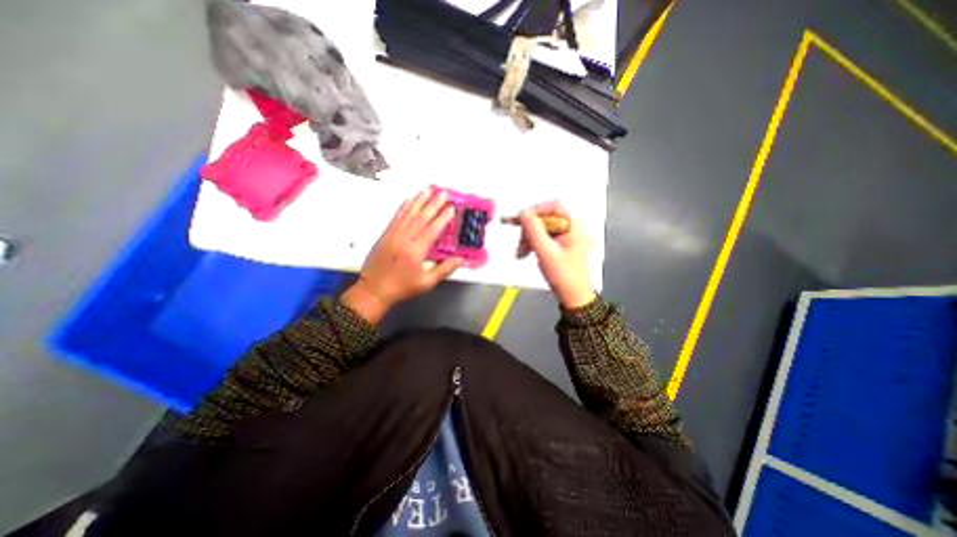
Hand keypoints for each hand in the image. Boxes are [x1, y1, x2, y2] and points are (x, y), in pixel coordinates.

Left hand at [342, 188, 465, 323]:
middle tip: (442, 193)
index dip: (442, 218)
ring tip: (428, 190)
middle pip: (421, 217)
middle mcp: (404, 239)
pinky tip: (409, 199)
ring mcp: (393, 234)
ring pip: (408, 213)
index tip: (451, 208)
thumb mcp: (426, 283)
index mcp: (416, 251)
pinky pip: (396, 216)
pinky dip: (404, 206)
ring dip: (419, 200)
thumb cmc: (402, 287)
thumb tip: (461, 259)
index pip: (432, 230)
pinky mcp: (385, 234)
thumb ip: (444, 269)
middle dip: (433, 204)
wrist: (373, 290)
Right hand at [520, 201, 595, 310]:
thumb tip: (523, 212)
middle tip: (520, 244)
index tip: (521, 221)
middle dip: (529, 230)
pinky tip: (526, 253)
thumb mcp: (546, 252)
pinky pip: (542, 237)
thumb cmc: (564, 275)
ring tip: (521, 253)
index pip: (554, 206)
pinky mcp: (559, 244)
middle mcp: (571, 227)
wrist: (573, 296)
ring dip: (528, 238)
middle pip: (545, 218)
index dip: (536, 211)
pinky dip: (532, 243)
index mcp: (574, 225)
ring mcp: (565, 236)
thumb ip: (534, 231)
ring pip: (541, 228)